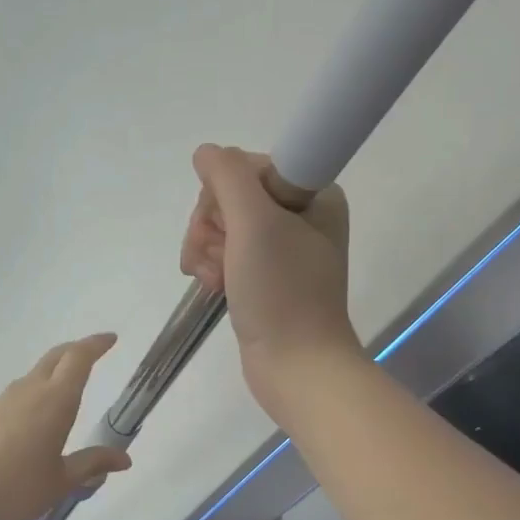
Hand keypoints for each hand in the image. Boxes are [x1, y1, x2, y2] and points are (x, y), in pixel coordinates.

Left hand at [0, 333, 132, 519]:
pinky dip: (26, 402)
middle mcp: (28, 391)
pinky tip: (25, 428)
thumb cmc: (17, 489)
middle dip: (74, 351)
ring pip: (31, 378)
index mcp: (55, 401)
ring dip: (49, 378)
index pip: (78, 358)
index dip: (95, 344)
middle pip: (54, 358)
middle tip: (90, 355)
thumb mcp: (61, 482)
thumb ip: (92, 464)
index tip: (110, 338)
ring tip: (59, 398)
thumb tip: (124, 459)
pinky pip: (10, 399)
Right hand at [179, 144, 360, 420]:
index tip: (227, 226)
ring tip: (214, 280)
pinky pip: (226, 253)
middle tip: (217, 258)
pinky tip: (214, 288)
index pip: (248, 166)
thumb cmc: (281, 291)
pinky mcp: (265, 276)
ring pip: (223, 226)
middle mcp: (301, 214)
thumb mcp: (255, 223)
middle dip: (211, 227)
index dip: (223, 193)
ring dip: (206, 250)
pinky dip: (212, 267)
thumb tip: (206, 153)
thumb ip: (227, 176)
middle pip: (231, 196)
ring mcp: (282, 247)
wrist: (296, 367)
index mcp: (313, 193)